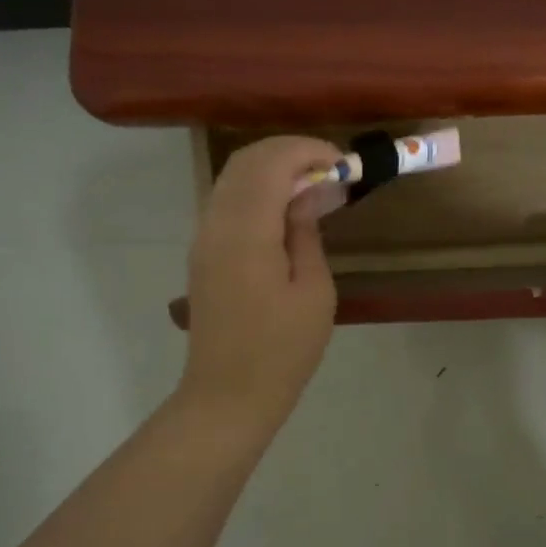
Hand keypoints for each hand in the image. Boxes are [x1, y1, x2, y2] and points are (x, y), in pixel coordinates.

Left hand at [178, 135, 344, 427]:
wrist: (228, 395)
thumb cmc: (282, 350)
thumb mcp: (313, 292)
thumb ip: (306, 234)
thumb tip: (305, 196)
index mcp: (247, 231)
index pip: (272, 162)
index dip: (309, 151)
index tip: (343, 165)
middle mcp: (216, 223)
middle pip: (247, 160)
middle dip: (290, 152)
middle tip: (330, 169)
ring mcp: (204, 237)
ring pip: (232, 176)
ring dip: (272, 168)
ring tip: (312, 185)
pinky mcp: (203, 252)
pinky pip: (227, 200)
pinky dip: (256, 189)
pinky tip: (285, 209)